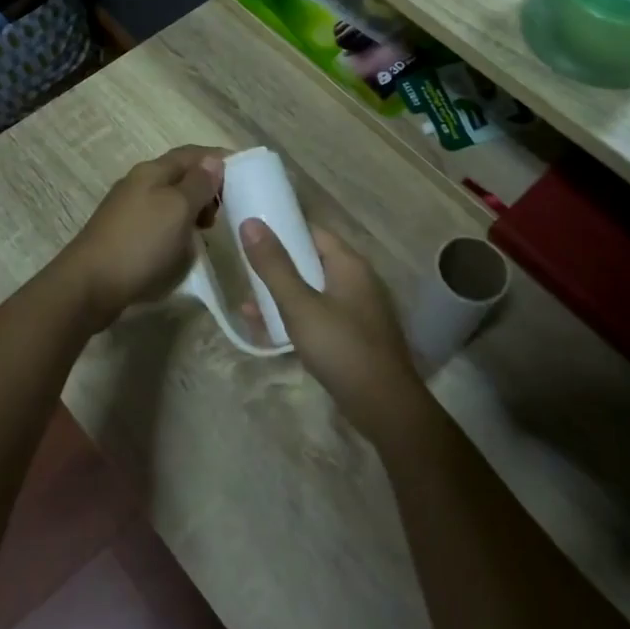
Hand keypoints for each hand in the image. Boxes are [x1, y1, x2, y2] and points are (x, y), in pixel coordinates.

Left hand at [59, 146, 224, 327]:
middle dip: (208, 187)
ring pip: (171, 200)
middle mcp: (139, 184)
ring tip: (210, 230)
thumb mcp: (178, 209)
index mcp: (152, 171)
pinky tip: (185, 246)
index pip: (193, 154)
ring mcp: (129, 210)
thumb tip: (213, 161)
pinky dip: (179, 228)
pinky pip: (160, 222)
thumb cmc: (140, 243)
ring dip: (194, 209)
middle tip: (229, 210)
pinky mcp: (125, 235)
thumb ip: (198, 184)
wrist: (90, 285)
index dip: (219, 159)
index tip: (247, 174)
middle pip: (181, 175)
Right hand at [238, 219, 431, 447]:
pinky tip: (269, 335)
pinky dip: (295, 320)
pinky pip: (319, 318)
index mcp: (349, 264)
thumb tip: (249, 222)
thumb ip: (274, 265)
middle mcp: (357, 281)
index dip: (283, 229)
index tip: (252, 234)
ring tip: (247, 308)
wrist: (384, 407)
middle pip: (311, 262)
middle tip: (245, 273)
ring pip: (312, 293)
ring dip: (282, 297)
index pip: (313, 232)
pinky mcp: (354, 337)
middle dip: (277, 268)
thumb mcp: (300, 305)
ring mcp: (358, 311)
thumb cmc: (341, 347)